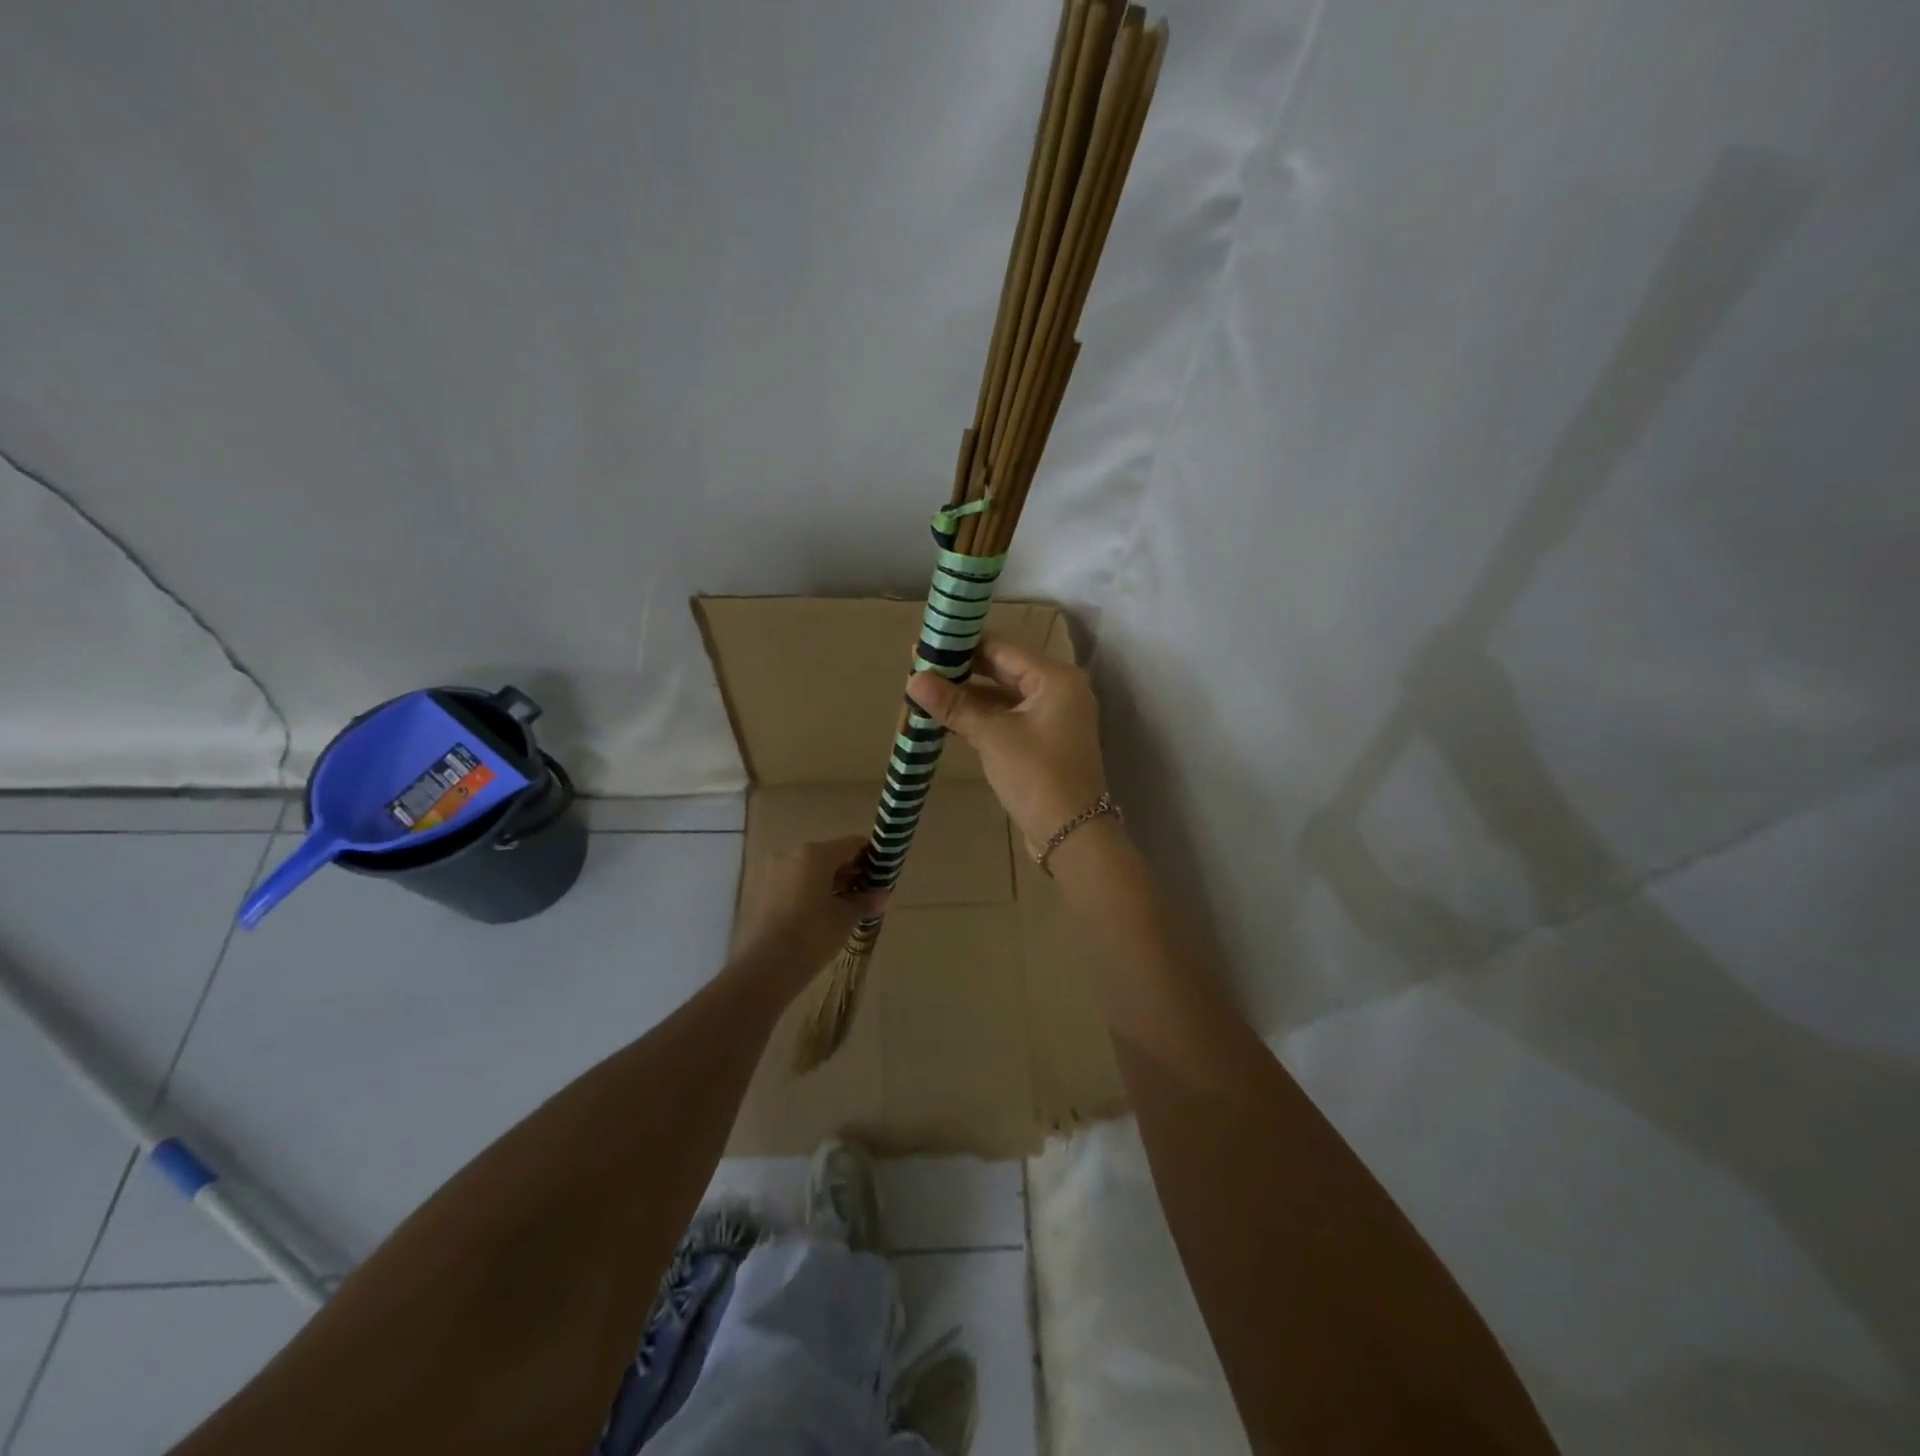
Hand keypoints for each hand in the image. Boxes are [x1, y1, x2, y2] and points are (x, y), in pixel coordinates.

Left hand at [733, 835, 888, 976]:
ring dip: (826, 883)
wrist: (763, 968)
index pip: (852, 844)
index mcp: (814, 854)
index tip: (881, 875)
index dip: (871, 857)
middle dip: (848, 872)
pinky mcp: (758, 890)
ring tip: (840, 908)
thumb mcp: (845, 918)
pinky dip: (806, 891)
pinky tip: (815, 915)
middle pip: (828, 855)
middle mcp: (790, 854)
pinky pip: (790, 883)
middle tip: (863, 895)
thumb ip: (865, 902)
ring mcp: (770, 871)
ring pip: (807, 869)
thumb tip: (884, 897)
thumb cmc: (812, 936)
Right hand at [908, 636, 1109, 850]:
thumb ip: (954, 705)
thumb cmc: (1036, 776)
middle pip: (1004, 668)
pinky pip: (1009, 717)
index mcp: (1055, 678)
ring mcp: (1054, 717)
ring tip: (927, 691)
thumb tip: (913, 679)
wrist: (1072, 835)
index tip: (925, 645)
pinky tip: (949, 718)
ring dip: (969, 695)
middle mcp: (1060, 690)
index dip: (962, 644)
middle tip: (919, 667)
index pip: (1002, 647)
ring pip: (1005, 695)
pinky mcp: (1045, 741)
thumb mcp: (992, 737)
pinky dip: (983, 716)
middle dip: (963, 669)